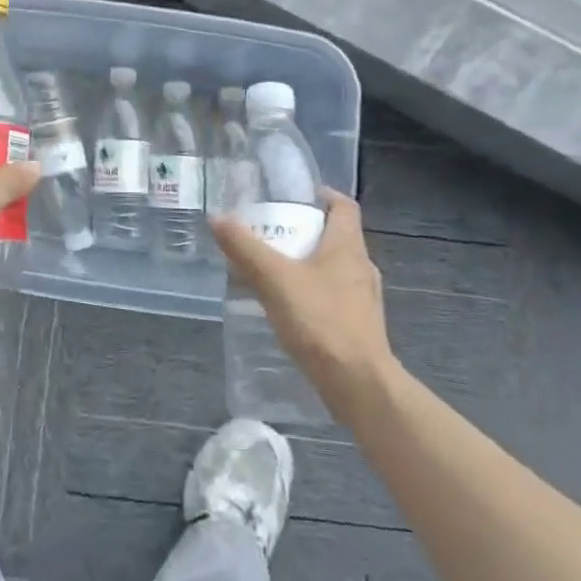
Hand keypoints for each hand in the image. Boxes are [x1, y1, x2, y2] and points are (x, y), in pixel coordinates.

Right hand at [211, 190, 395, 423]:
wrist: (359, 385)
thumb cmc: (321, 321)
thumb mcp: (274, 279)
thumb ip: (244, 248)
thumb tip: (216, 218)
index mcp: (348, 247)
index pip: (344, 206)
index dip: (323, 195)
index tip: (294, 195)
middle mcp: (361, 267)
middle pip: (336, 236)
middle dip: (305, 230)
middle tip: (272, 232)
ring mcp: (364, 299)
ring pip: (334, 268)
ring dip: (308, 263)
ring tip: (274, 269)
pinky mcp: (359, 326)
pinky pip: (333, 296)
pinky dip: (312, 292)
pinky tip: (289, 307)